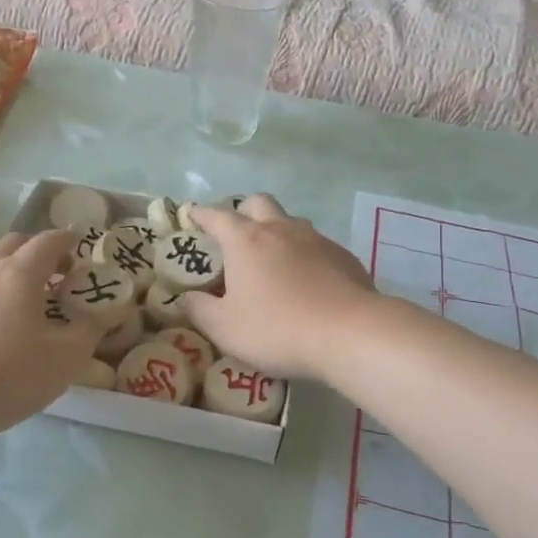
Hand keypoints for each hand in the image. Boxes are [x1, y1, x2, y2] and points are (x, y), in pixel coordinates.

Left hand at [0, 230, 99, 449]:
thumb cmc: (5, 378)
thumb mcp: (64, 361)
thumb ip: (89, 332)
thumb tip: (104, 314)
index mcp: (19, 274)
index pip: (47, 241)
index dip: (66, 240)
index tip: (77, 245)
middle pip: (12, 241)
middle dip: (36, 249)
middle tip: (51, 272)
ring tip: (6, 279)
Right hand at [181, 196, 381, 380]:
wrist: (351, 334)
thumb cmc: (277, 328)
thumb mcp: (224, 328)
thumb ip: (199, 309)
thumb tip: (186, 297)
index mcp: (246, 240)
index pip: (216, 215)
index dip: (200, 214)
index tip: (191, 214)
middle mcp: (280, 229)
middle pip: (258, 203)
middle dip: (242, 212)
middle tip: (234, 236)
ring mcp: (316, 240)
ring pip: (290, 222)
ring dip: (276, 233)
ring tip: (270, 262)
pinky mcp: (344, 257)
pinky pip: (316, 246)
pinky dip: (304, 256)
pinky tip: (306, 283)